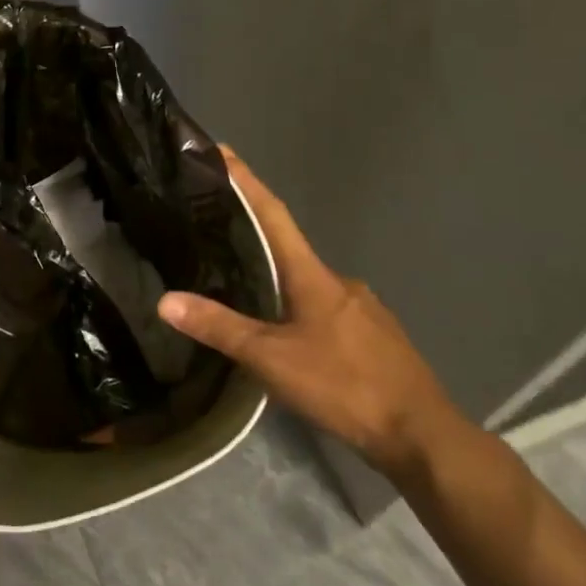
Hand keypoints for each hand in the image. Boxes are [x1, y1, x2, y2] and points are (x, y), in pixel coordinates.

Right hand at [157, 149, 466, 479]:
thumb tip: (165, 300)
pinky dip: (301, 307)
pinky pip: (326, 308)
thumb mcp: (271, 359)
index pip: (273, 214)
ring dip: (278, 277)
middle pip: (289, 246)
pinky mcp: (374, 335)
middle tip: (218, 231)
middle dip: (256, 234)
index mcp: (312, 275)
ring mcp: (361, 307)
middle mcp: (338, 280)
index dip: (247, 181)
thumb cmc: (343, 385)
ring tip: (244, 286)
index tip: (223, 151)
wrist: (421, 433)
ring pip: (308, 281)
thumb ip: (220, 328)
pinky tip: (289, 331)